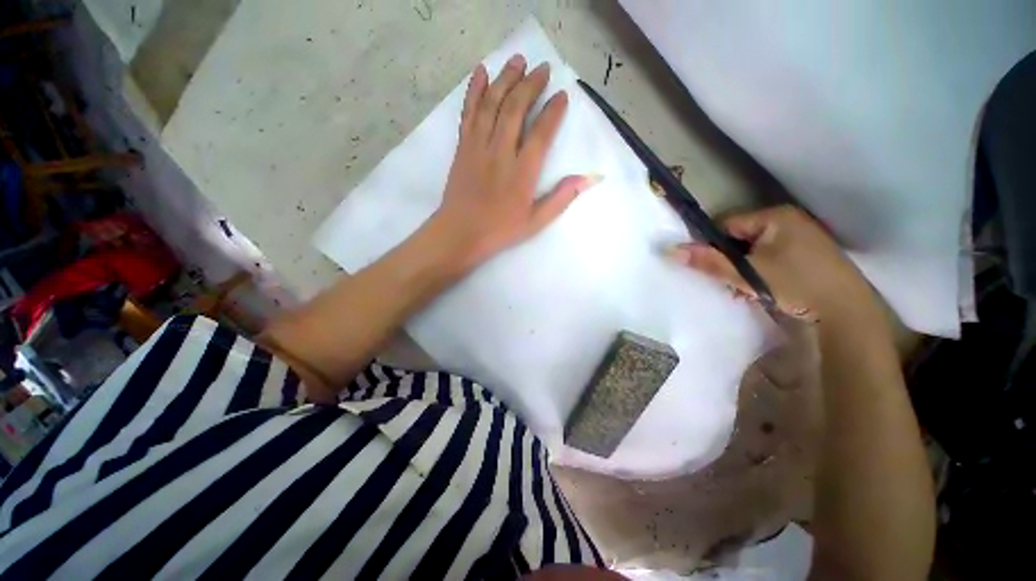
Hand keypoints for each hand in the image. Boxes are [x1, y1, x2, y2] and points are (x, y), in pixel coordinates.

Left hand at [432, 54, 600, 268]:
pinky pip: (468, 113)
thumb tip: (589, 178)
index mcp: (522, 172)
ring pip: (492, 104)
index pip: (541, 133)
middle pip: (515, 109)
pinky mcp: (463, 147)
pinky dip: (474, 91)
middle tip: (542, 69)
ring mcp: (478, 147)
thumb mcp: (535, 221)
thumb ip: (561, 198)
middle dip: (530, 85)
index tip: (562, 97)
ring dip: (505, 79)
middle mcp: (500, 152)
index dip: (553, 112)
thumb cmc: (499, 230)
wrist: (460, 233)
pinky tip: (480, 72)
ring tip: (518, 60)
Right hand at [670, 206, 890, 337]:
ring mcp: (801, 236)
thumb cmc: (795, 284)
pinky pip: (771, 256)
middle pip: (740, 237)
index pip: (726, 224)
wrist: (848, 311)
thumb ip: (709, 261)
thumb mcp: (747, 273)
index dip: (712, 244)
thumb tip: (670, 250)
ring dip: (743, 268)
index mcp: (774, 216)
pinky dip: (760, 270)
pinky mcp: (807, 253)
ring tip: (744, 289)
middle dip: (729, 260)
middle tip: (727, 281)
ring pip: (754, 249)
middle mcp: (788, 220)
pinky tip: (761, 289)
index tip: (708, 266)